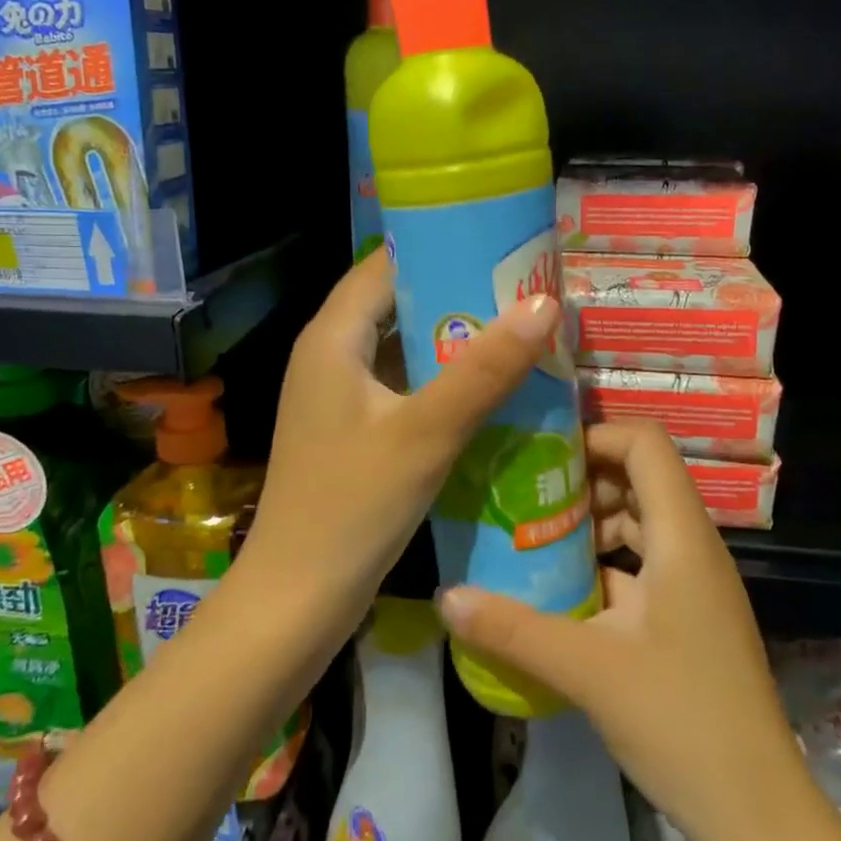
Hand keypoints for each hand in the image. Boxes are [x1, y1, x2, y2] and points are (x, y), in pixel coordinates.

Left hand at [241, 248, 561, 620]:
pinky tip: (489, 386)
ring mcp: (340, 393)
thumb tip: (544, 303)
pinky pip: (402, 383)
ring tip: (519, 328)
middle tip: (525, 288)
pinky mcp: (353, 426)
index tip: (501, 242)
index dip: (440, 244)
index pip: (388, 263)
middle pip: (398, 301)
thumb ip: (485, 369)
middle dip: (459, 291)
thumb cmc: (352, 508)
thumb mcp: (425, 433)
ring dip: (454, 337)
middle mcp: (331, 353)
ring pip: (403, 345)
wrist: (296, 599)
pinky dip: (441, 377)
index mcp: (333, 337)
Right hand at [437, 421, 806, 840]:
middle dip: (582, 478)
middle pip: (640, 476)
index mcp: (682, 537)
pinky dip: (603, 562)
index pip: (646, 444)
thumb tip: (447, 597)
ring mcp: (694, 582)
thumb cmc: (682, 724)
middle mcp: (693, 546)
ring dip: (590, 522)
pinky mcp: (688, 614)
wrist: (759, 816)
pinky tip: (561, 589)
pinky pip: (642, 562)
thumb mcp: (588, 671)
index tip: (542, 455)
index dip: (596, 434)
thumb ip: (513, 629)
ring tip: (533, 537)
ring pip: (639, 521)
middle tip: (526, 495)